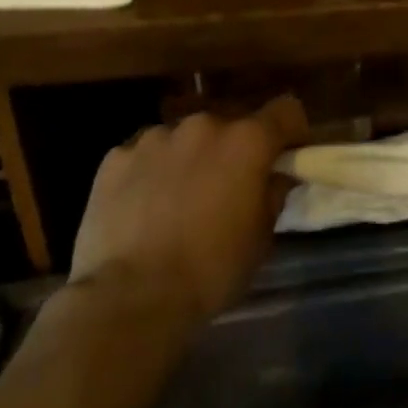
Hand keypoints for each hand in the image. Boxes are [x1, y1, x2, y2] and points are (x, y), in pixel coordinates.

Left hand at [67, 96, 308, 324]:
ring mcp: (156, 137)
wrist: (131, 298)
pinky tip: (142, 208)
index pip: (286, 110)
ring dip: (190, 158)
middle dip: (233, 150)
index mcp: (247, 140)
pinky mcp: (116, 157)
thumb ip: (273, 193)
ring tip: (178, 200)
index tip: (286, 157)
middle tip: (226, 188)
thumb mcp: (261, 236)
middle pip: (230, 125)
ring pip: (184, 139)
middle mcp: (204, 125)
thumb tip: (275, 176)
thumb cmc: (211, 268)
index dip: (291, 131)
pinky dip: (149, 172)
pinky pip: (144, 155)